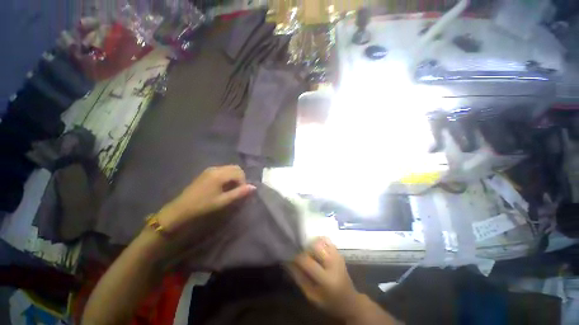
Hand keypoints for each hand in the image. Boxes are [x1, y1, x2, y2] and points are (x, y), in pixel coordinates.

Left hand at [159, 165, 255, 231]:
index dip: (244, 182)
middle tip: (238, 190)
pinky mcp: (207, 172)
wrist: (181, 208)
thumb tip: (253, 187)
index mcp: (219, 175)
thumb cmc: (203, 205)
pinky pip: (223, 170)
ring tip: (232, 189)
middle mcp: (216, 168)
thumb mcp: (223, 201)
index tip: (241, 192)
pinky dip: (228, 176)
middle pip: (235, 168)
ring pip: (229, 168)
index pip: (239, 173)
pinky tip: (224, 186)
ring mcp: (210, 169)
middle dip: (240, 177)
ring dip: (234, 176)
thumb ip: (239, 193)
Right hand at [287, 237, 361, 319]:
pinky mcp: (339, 253)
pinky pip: (326, 240)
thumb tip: (288, 262)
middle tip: (300, 255)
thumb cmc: (329, 302)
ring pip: (320, 241)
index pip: (307, 261)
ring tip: (308, 253)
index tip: (290, 257)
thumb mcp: (312, 296)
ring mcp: (337, 256)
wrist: (349, 300)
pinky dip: (318, 241)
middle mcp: (333, 264)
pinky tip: (316, 249)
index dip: (296, 257)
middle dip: (305, 248)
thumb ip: (299, 278)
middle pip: (315, 246)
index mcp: (326, 279)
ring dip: (311, 244)